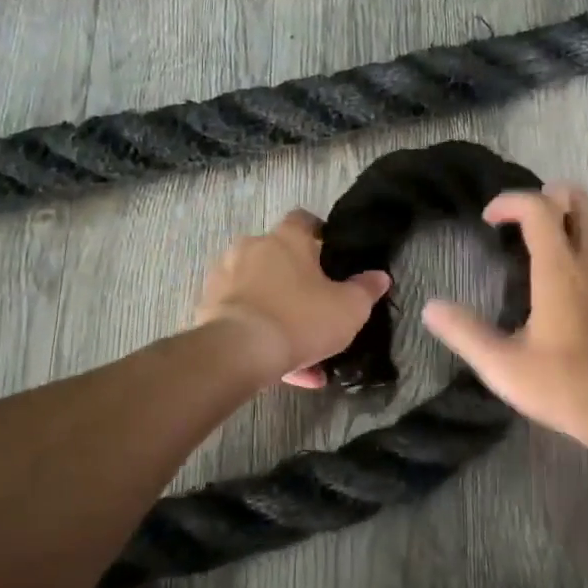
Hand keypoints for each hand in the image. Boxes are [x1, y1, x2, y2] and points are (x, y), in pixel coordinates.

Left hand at [194, 210, 391, 387]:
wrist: (238, 352)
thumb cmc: (300, 319)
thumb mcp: (348, 308)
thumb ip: (366, 290)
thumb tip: (379, 276)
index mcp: (286, 239)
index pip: (304, 220)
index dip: (318, 234)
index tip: (330, 256)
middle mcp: (251, 248)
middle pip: (279, 257)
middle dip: (297, 281)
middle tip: (316, 308)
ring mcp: (225, 276)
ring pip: (260, 292)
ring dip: (278, 312)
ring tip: (301, 352)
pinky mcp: (208, 307)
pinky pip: (242, 316)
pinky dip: (259, 334)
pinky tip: (279, 367)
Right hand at [422, 183, 587, 450]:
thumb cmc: (567, 387)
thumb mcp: (504, 366)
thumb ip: (465, 333)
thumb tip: (431, 308)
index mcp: (559, 270)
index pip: (538, 208)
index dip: (510, 201)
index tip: (489, 220)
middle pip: (584, 200)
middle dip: (553, 195)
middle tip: (526, 217)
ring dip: (581, 217)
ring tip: (556, 237)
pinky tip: (584, 275)